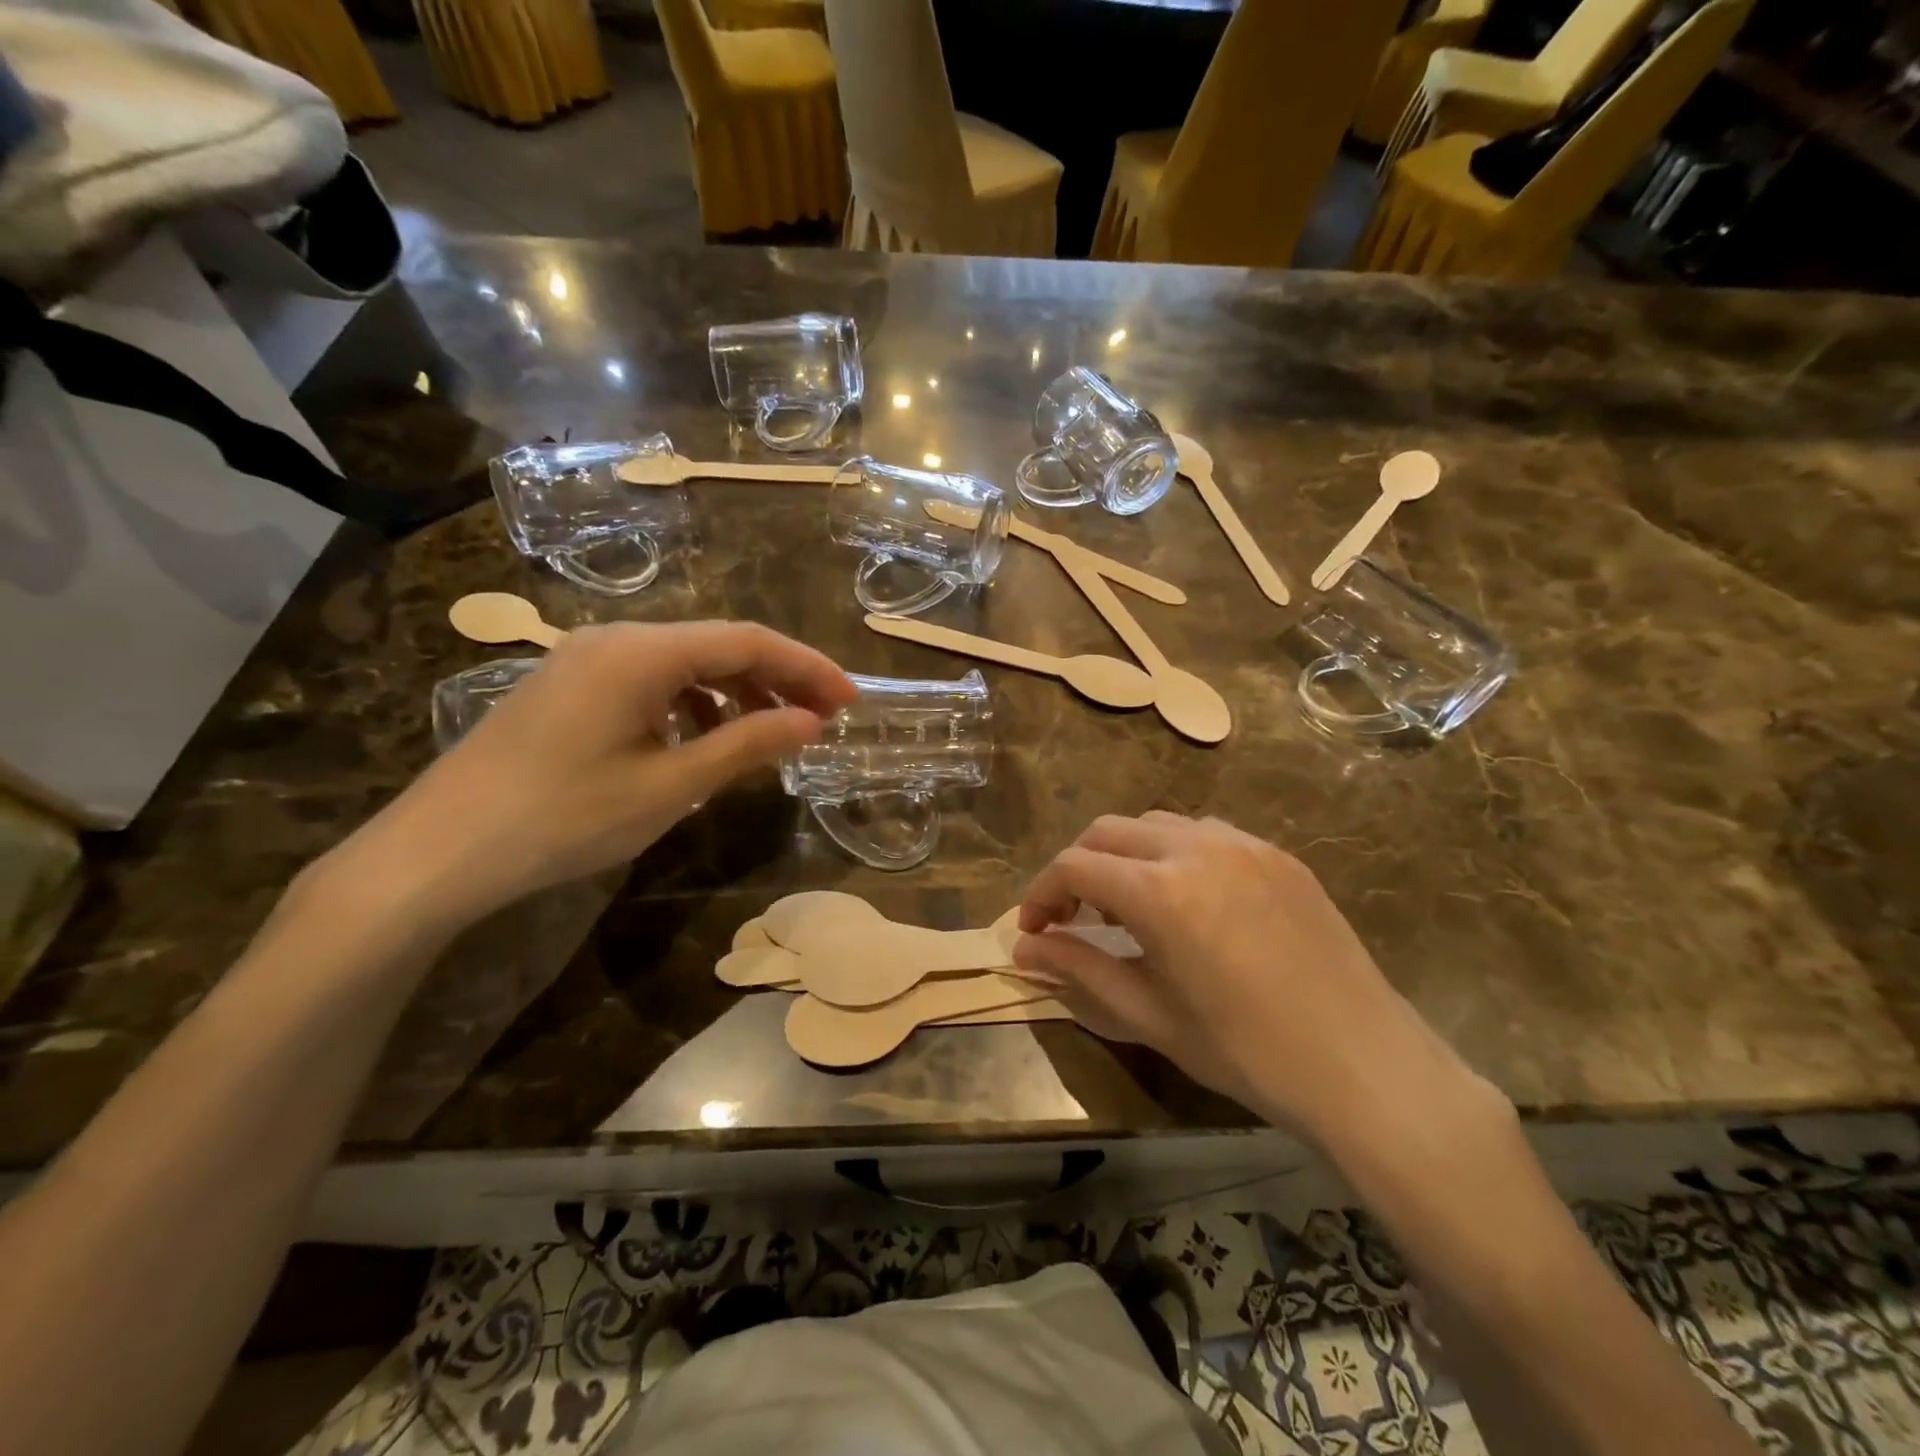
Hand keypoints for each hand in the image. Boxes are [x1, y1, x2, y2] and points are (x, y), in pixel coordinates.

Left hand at [323, 621, 855, 930]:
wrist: (436, 853)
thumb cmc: (562, 818)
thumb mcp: (669, 785)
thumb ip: (746, 745)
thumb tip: (811, 723)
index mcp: (642, 652)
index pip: (748, 641)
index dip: (807, 667)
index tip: (850, 701)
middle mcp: (615, 639)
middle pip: (718, 645)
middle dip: (777, 679)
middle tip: (821, 720)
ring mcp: (585, 660)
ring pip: (684, 662)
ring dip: (735, 692)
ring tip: (768, 736)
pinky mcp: (568, 686)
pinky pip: (650, 680)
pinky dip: (691, 703)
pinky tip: (700, 741)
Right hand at [1013, 812, 1490, 1144]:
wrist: (1365, 1067)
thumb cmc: (1247, 1052)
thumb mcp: (1150, 1015)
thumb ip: (1080, 970)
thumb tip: (1025, 950)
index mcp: (1159, 891)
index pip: (1073, 867)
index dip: (1041, 894)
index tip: (1033, 930)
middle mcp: (1195, 848)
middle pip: (1108, 832)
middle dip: (1077, 868)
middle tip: (1072, 917)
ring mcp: (1243, 845)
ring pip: (1157, 824)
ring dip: (1125, 855)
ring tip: (1128, 906)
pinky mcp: (1278, 856)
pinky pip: (1206, 834)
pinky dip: (1174, 853)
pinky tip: (1187, 899)